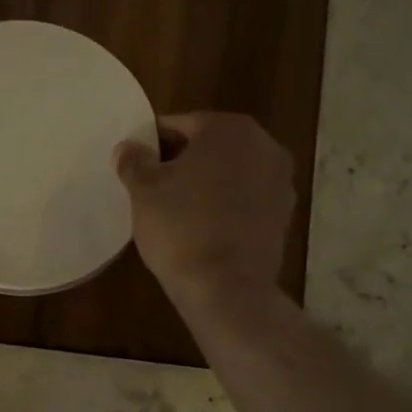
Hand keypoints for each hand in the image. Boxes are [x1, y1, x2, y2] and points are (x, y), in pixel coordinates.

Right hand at [115, 113, 294, 303]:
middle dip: (182, 161)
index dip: (153, 143)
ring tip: (175, 208)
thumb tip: (127, 148)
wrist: (225, 287)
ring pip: (230, 172)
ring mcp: (280, 182)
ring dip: (205, 183)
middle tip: (152, 185)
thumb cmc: (180, 226)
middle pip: (210, 146)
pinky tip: (201, 226)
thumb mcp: (143, 190)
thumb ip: (134, 161)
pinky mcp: (284, 216)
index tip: (136, 164)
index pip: (181, 125)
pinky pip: (245, 199)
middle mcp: (265, 146)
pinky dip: (225, 205)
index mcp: (230, 129)